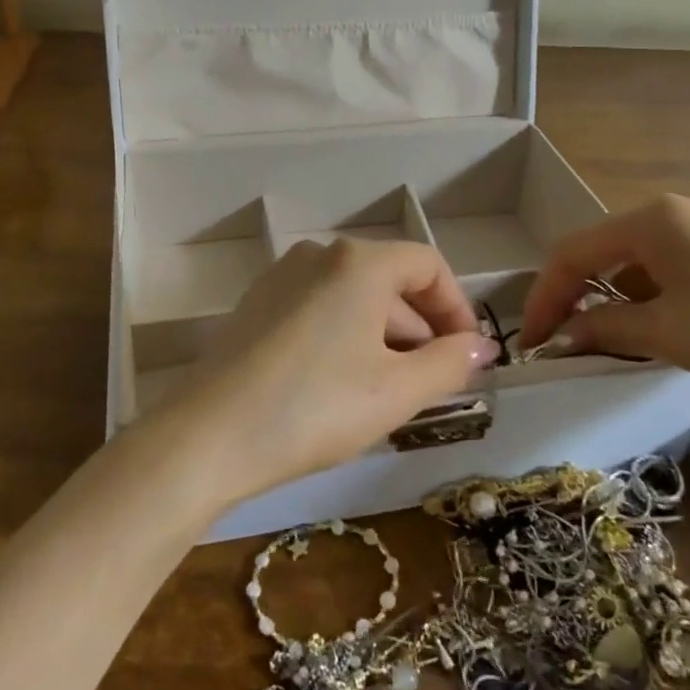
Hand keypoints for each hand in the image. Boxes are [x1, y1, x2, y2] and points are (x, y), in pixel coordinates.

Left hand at [159, 239, 497, 506]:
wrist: (210, 435)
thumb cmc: (316, 407)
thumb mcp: (396, 391)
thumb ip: (450, 363)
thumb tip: (480, 347)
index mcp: (359, 262)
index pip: (427, 265)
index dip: (456, 308)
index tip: (468, 356)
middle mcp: (319, 254)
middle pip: (390, 281)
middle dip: (420, 329)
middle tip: (432, 384)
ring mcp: (283, 276)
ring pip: (353, 297)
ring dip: (384, 336)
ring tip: (388, 392)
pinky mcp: (258, 303)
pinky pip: (320, 308)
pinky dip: (345, 336)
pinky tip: (340, 385)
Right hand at [519, 192, 689, 414]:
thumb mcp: (669, 334)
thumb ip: (604, 329)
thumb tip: (562, 338)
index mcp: (651, 218)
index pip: (572, 253)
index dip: (544, 298)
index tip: (532, 344)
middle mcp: (676, 209)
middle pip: (604, 251)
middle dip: (578, 297)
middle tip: (564, 343)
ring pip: (640, 261)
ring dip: (617, 300)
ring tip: (611, 344)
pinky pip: (674, 266)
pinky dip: (654, 296)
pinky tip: (662, 329)